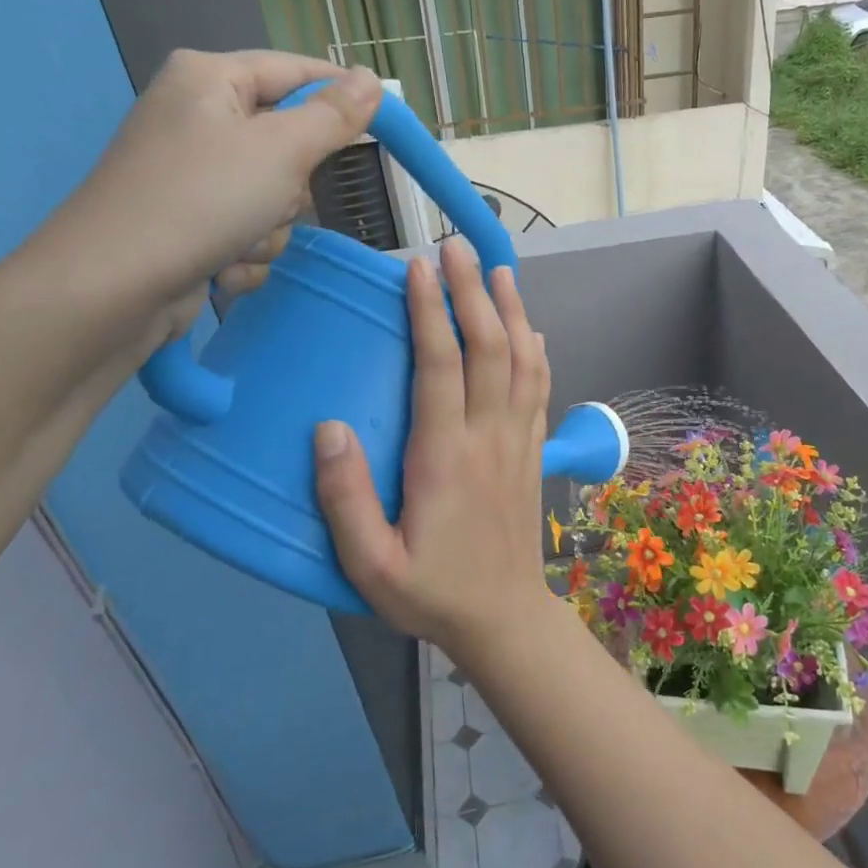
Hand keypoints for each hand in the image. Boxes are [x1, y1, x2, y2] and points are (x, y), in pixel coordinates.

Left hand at [34, 49, 382, 356]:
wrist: (116, 286)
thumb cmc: (202, 200)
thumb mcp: (282, 151)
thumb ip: (333, 117)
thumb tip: (371, 80)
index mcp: (210, 79)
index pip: (295, 71)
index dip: (341, 94)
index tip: (386, 122)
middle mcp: (198, 119)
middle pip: (287, 143)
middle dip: (293, 185)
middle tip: (278, 197)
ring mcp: (192, 176)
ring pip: (274, 198)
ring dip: (271, 229)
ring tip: (240, 241)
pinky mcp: (190, 224)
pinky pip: (249, 232)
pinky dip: (247, 254)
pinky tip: (222, 267)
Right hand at [314, 239, 553, 654]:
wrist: (505, 619)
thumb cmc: (433, 593)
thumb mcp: (371, 566)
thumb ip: (344, 501)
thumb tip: (328, 430)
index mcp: (445, 459)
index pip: (441, 368)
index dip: (431, 314)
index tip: (419, 269)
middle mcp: (489, 438)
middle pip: (489, 349)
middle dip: (474, 293)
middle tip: (458, 247)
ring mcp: (518, 443)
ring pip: (523, 363)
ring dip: (512, 312)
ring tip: (499, 270)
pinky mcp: (532, 454)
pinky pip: (539, 391)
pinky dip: (535, 353)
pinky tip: (530, 331)